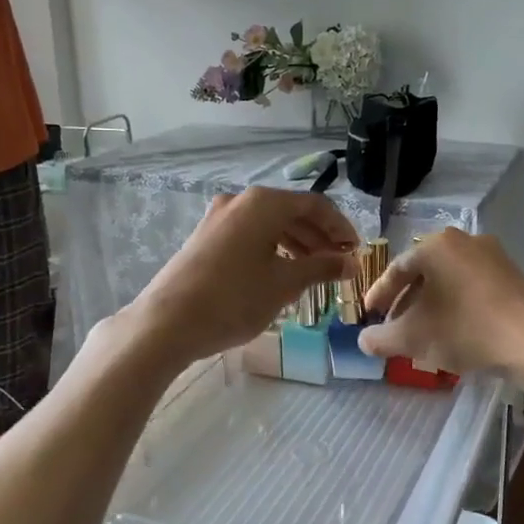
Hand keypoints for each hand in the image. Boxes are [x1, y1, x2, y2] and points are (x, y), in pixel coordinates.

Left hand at [125, 188, 357, 365]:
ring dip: (297, 243)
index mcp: (263, 203)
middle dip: (319, 237)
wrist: (167, 322)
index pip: (314, 205)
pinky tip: (281, 272)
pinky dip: (272, 248)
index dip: (340, 227)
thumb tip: (351, 262)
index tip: (356, 251)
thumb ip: (321, 268)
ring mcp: (218, 217)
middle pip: (291, 212)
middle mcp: (240, 201)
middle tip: (339, 263)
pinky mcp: (205, 237)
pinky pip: (250, 234)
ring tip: (314, 271)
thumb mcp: (284, 283)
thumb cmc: (234, 299)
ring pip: (269, 224)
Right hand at [358, 229, 523, 375]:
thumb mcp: (412, 338)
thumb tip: (364, 340)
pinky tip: (455, 334)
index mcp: (436, 245)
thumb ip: (380, 339)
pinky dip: (457, 307)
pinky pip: (473, 289)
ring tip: (423, 334)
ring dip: (432, 306)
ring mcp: (493, 257)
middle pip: (424, 273)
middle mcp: (464, 242)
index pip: (396, 268)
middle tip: (394, 327)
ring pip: (449, 282)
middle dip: (406, 302)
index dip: (379, 294)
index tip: (370, 316)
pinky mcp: (514, 277)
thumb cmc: (465, 328)